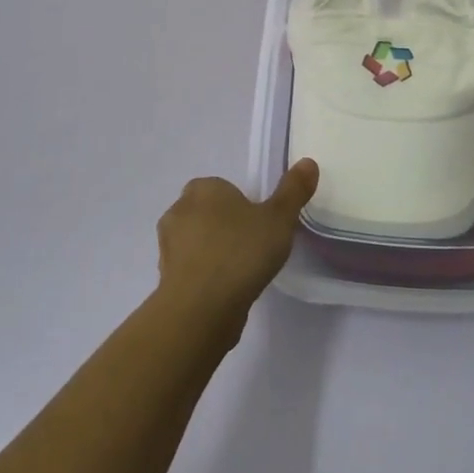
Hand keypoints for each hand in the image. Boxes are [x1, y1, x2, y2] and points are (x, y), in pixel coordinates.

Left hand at [155, 160, 319, 333]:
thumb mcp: (279, 219)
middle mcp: (178, 211)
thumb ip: (293, 191)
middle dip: (225, 226)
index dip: (240, 204)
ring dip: (213, 252)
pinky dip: (205, 277)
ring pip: (196, 242)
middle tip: (253, 245)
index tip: (259, 223)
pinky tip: (226, 292)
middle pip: (207, 213)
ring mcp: (167, 247)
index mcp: (203, 188)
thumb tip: (308, 162)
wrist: (200, 310)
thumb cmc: (241, 253)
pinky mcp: (165, 280)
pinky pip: (191, 270)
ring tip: (241, 272)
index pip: (221, 187)